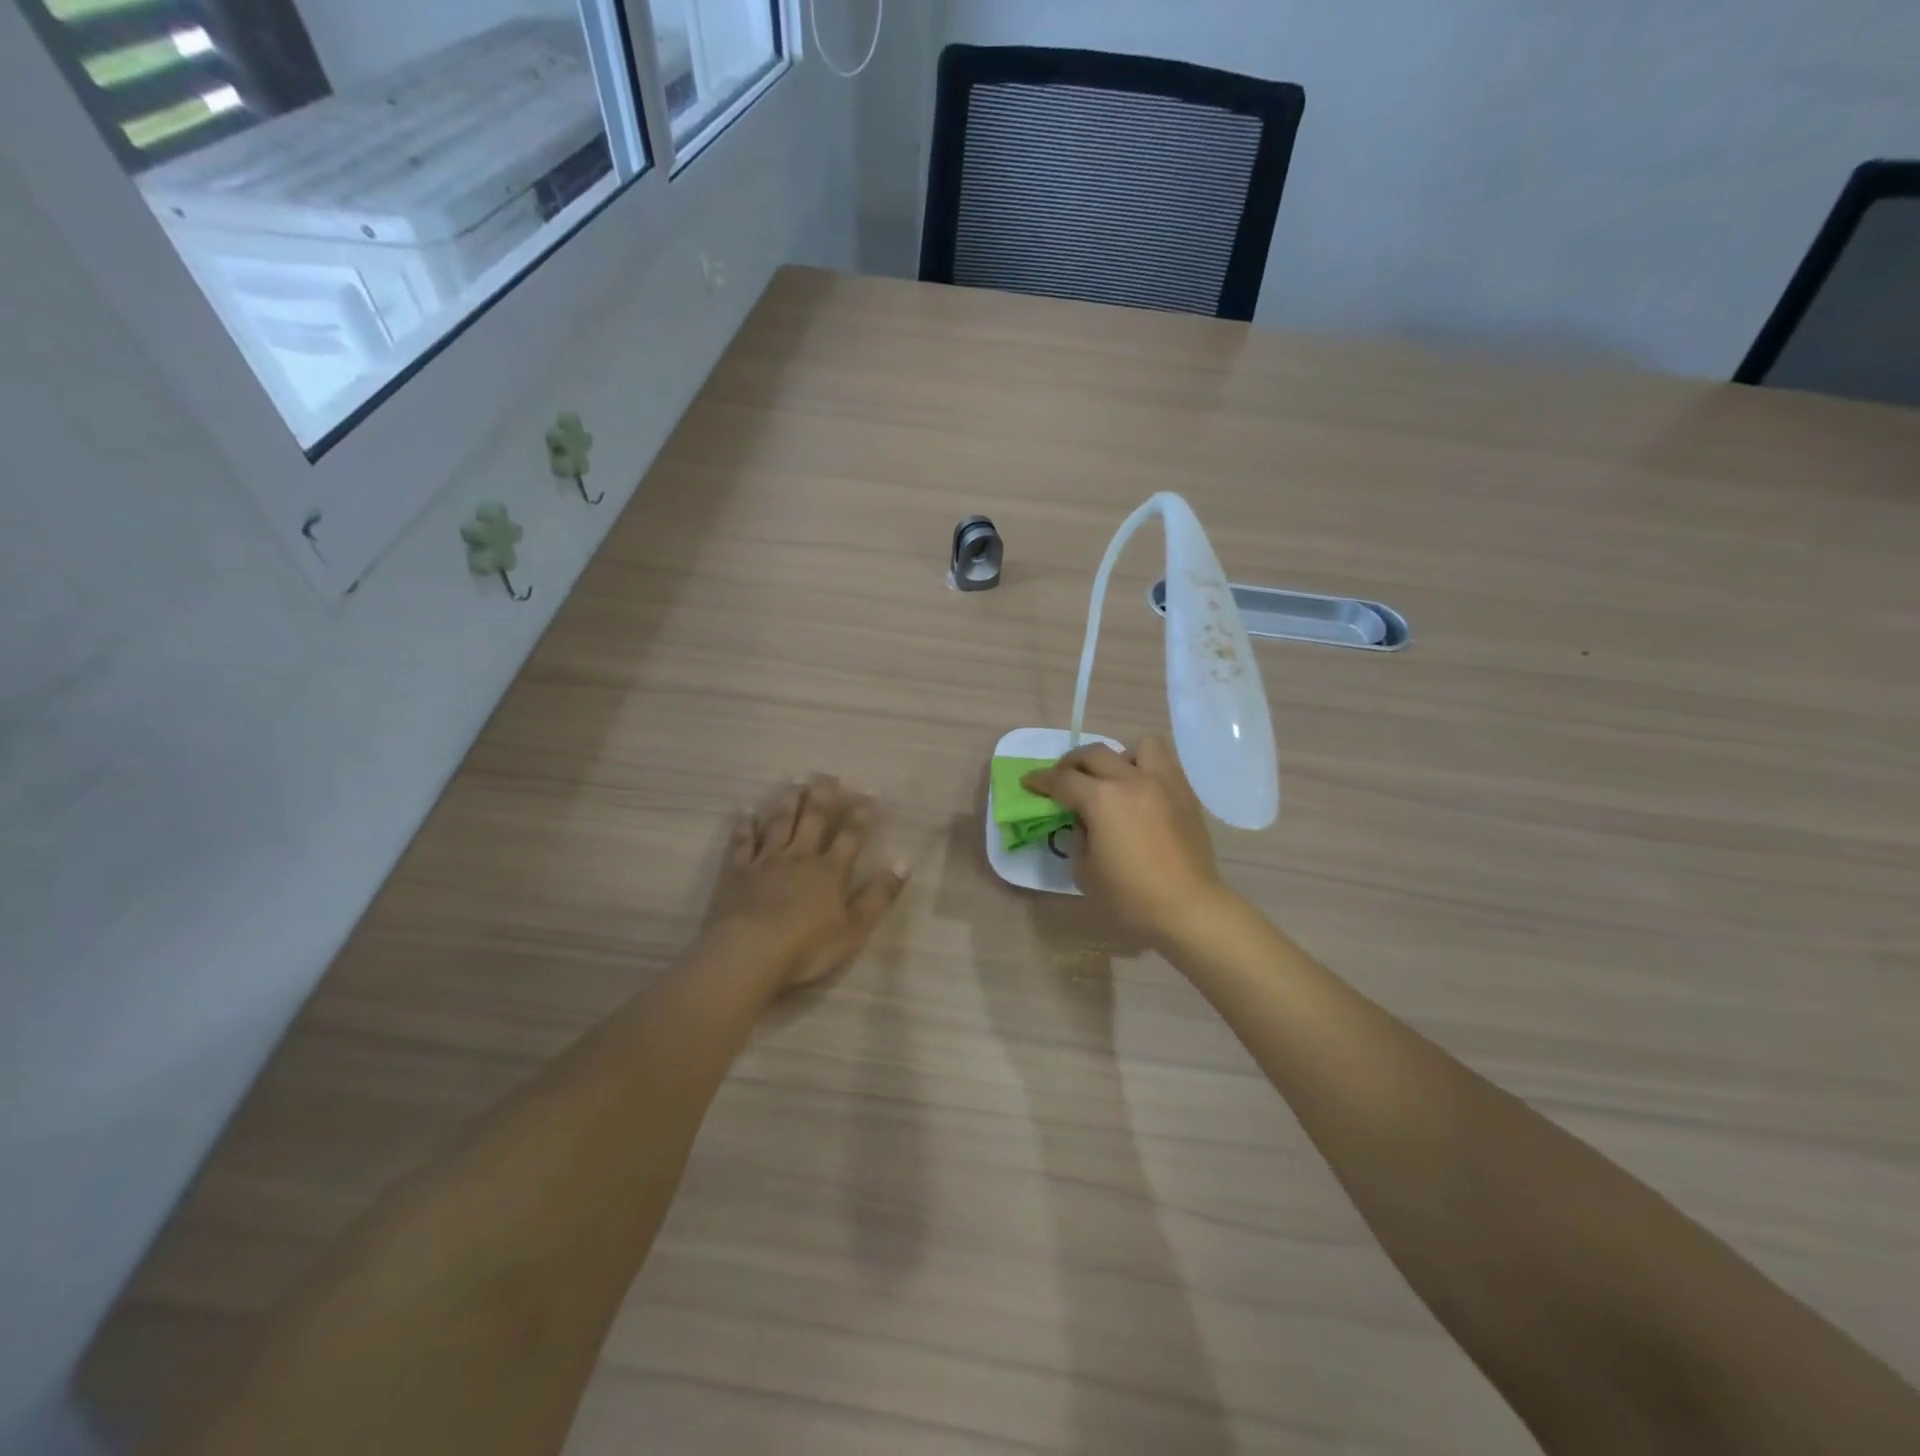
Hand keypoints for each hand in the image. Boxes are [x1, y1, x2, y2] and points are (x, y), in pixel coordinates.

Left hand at [703, 774, 908, 991]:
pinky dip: (745, 827)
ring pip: (778, 825)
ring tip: (794, 784)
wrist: (750, 952)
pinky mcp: (736, 873)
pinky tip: (746, 813)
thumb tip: (904, 864)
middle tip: (827, 776)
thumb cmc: (807, 946)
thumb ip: (879, 895)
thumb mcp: (855, 928)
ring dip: (787, 803)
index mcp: (830, 871)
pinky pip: (742, 843)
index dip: (861, 817)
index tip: (869, 796)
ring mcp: (765, 862)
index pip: (850, 837)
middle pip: (812, 821)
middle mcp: (799, 857)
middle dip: (822, 797)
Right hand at [1022, 737, 1230, 945]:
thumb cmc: (1131, 896)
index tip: (1029, 782)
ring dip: (1119, 757)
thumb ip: (1078, 838)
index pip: (1062, 780)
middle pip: (1094, 753)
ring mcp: (1162, 783)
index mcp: (1101, 800)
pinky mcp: (1185, 794)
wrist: (1189, 908)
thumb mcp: (1085, 871)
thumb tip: (1084, 823)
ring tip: (1114, 778)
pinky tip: (1141, 793)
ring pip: (1138, 746)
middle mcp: (1130, 780)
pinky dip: (1147, 769)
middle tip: (1064, 778)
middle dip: (1072, 763)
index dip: (1040, 780)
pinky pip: (1165, 764)